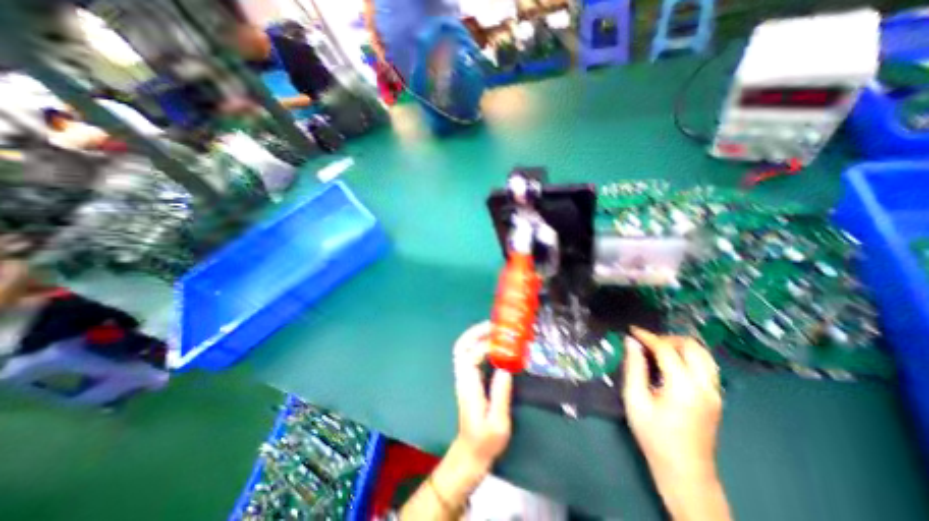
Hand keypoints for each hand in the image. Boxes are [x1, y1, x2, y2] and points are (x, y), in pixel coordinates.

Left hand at [451, 319, 511, 469]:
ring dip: (477, 335)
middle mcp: (462, 377)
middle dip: (475, 332)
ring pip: (464, 348)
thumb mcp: (498, 423)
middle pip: (461, 346)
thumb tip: (506, 367)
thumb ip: (500, 394)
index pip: (471, 357)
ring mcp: (463, 377)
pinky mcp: (468, 378)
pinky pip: (470, 354)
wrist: (470, 454)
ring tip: (495, 329)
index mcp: (468, 386)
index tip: (504, 343)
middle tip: (495, 325)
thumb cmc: (485, 441)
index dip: (486, 347)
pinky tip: (494, 343)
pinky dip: (479, 343)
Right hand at [620, 328, 728, 518]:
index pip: (667, 349)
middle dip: (666, 338)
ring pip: (703, 354)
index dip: (647, 336)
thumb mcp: (635, 400)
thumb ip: (634, 367)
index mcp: (684, 387)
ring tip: (656, 350)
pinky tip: (669, 363)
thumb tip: (630, 341)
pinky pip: (705, 365)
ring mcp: (715, 393)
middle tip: (645, 342)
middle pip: (692, 346)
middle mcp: (705, 386)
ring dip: (679, 346)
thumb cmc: (654, 436)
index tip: (631, 330)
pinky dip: (687, 356)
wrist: (685, 472)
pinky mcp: (716, 398)